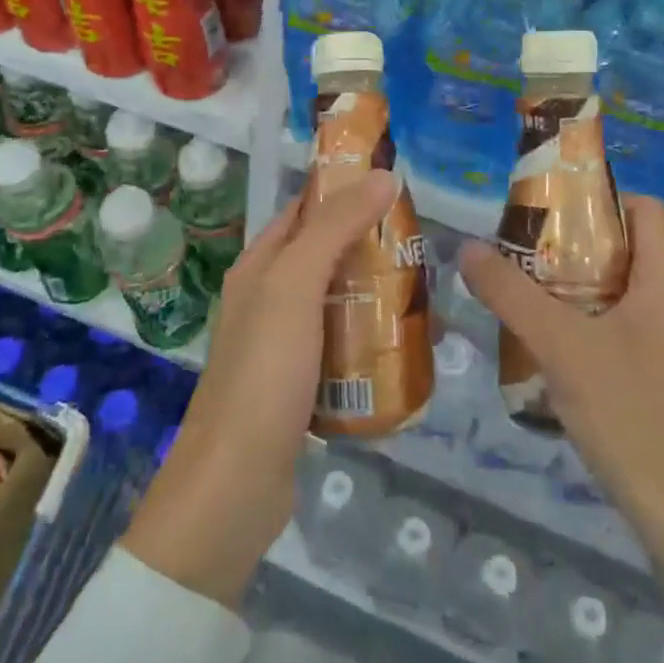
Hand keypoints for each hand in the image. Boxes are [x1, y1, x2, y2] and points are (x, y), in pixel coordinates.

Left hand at [122, 170, 398, 609]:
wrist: (235, 486)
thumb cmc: (264, 372)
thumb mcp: (296, 286)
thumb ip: (334, 228)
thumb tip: (382, 176)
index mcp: (260, 266)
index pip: (306, 211)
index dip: (346, 193)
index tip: (398, 190)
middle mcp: (269, 299)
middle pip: (328, 257)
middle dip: (373, 249)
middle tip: (426, 251)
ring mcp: (284, 346)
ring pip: (340, 303)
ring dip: (377, 297)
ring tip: (428, 300)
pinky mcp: (302, 387)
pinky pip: (344, 349)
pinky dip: (372, 342)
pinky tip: (405, 350)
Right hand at [459, 196, 663, 662]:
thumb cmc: (636, 419)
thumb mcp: (564, 349)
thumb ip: (512, 295)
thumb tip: (467, 247)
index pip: (644, 208)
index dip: (599, 198)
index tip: (547, 213)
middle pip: (625, 251)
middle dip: (570, 248)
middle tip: (519, 258)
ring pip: (620, 297)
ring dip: (573, 293)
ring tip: (523, 303)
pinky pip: (623, 336)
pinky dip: (586, 331)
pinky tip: (549, 359)